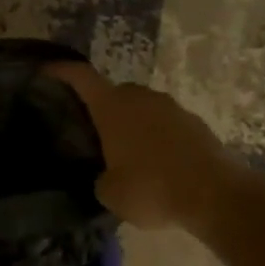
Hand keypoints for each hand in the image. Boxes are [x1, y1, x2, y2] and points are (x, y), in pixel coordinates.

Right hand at [45, 61, 239, 236]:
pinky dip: (158, 138)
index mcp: (112, 107)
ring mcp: (173, 108)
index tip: (47, 70)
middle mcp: (141, 98)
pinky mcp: (197, 124)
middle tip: (93, 132)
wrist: (217, 196)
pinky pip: (167, 125)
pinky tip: (157, 165)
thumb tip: (107, 175)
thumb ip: (101, 177)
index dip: (62, 71)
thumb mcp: (109, 193)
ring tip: (127, 154)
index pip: (81, 77)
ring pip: (143, 109)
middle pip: (114, 93)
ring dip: (133, 125)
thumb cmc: (152, 189)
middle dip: (103, 108)